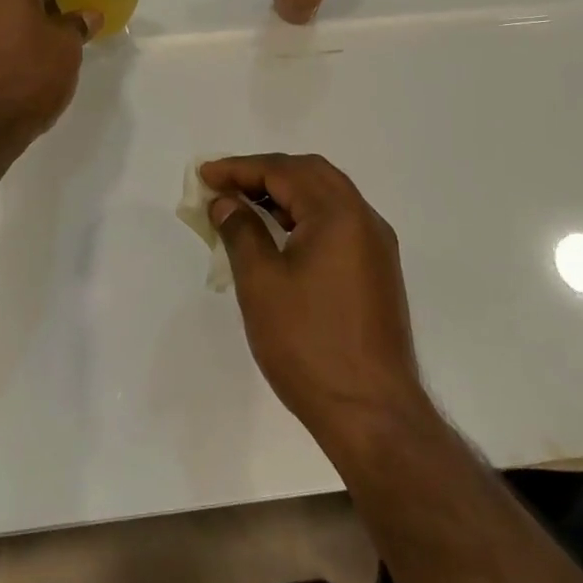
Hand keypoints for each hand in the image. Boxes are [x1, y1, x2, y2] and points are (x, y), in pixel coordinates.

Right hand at [201, 154, 430, 456]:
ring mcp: (376, 245)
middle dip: (264, 173)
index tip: (205, 174)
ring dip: (286, 192)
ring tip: (245, 207)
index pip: (283, 171)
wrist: (373, 414)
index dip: (239, 168)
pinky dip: (305, 215)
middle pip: (310, 173)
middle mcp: (364, 218)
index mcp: (338, 213)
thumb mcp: (261, 283)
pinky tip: (280, 236)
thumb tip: (226, 202)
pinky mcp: (378, 270)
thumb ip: (241, 231)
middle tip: (225, 185)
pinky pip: (338, 222)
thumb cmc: (309, 345)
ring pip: (327, 196)